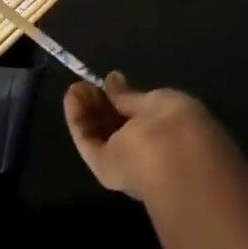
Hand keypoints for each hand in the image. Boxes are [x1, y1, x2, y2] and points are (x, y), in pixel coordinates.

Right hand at [64, 72, 236, 200]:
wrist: (171, 166)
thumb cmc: (176, 127)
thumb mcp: (161, 100)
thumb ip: (132, 96)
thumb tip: (113, 79)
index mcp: (171, 131)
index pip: (141, 114)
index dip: (123, 97)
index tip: (107, 80)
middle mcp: (148, 148)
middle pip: (118, 125)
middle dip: (101, 103)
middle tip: (85, 85)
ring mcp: (126, 161)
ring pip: (101, 133)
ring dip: (87, 109)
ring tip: (74, 87)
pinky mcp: (104, 169)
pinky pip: (89, 141)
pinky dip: (78, 120)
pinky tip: (71, 97)